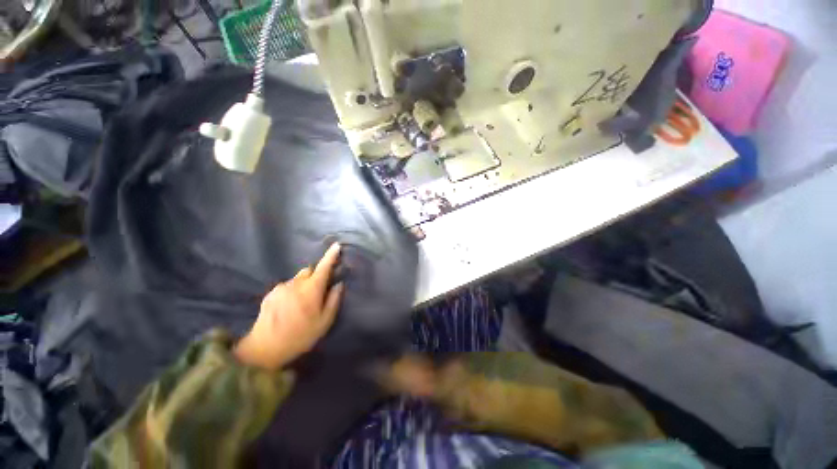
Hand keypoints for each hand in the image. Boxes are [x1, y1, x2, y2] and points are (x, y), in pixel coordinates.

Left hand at [234, 243, 343, 369]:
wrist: (264, 348)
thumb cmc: (300, 335)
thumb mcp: (325, 322)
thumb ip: (334, 300)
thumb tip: (339, 284)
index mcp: (312, 289)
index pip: (324, 267)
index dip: (331, 255)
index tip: (337, 245)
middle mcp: (296, 283)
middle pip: (309, 270)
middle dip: (316, 275)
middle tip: (318, 291)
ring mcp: (281, 287)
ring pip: (297, 278)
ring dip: (303, 284)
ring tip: (301, 303)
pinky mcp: (270, 293)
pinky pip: (286, 286)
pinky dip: (292, 291)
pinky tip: (288, 308)